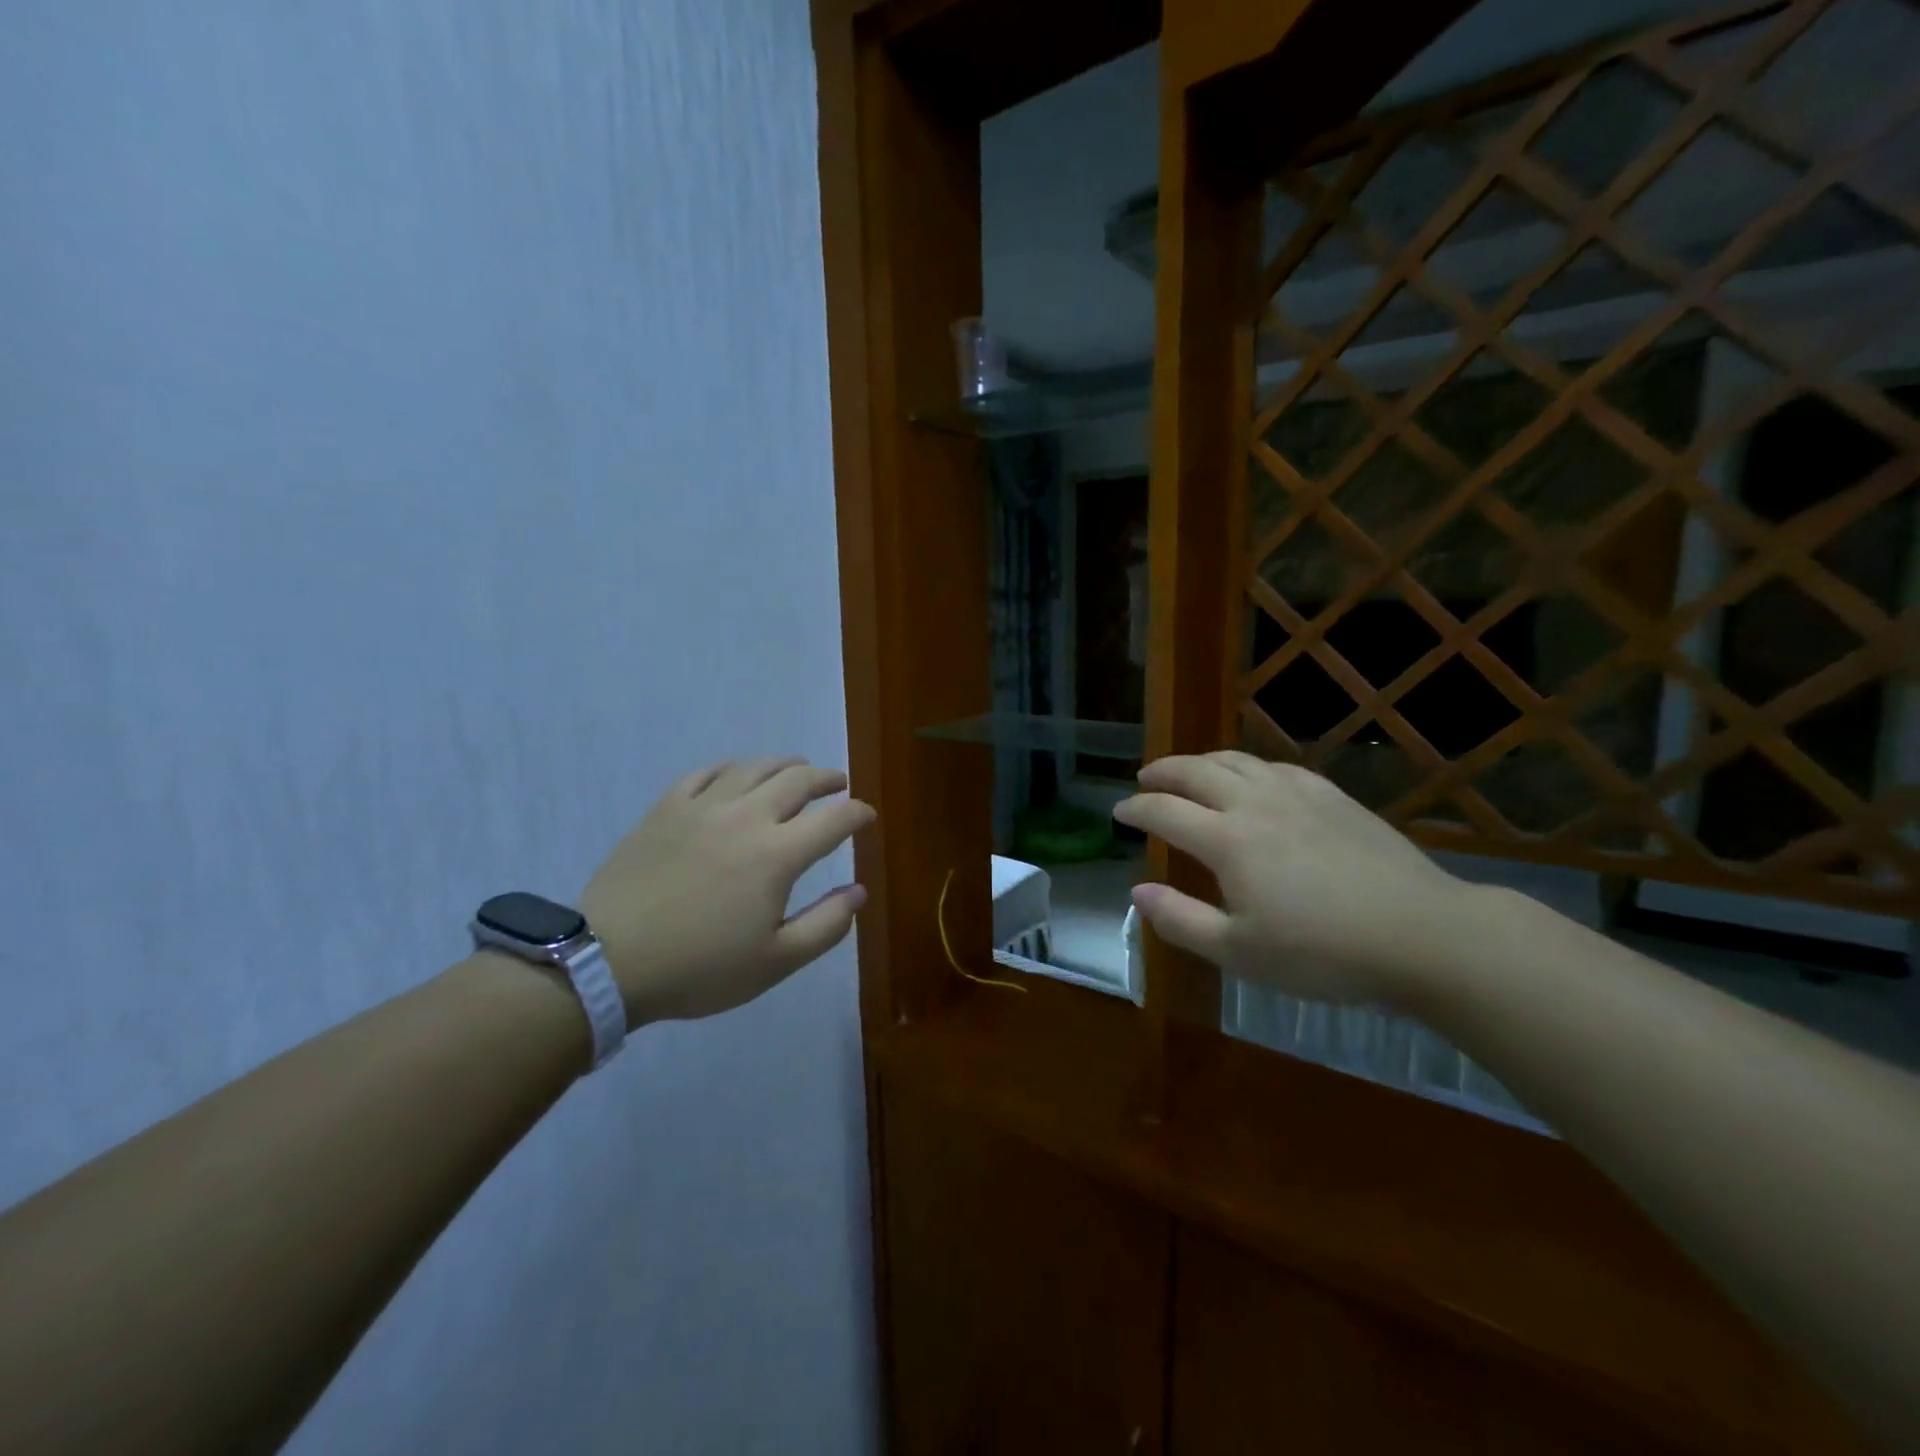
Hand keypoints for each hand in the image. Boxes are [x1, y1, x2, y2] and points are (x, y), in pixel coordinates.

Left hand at [580, 757, 874, 1024]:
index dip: (858, 813)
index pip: (834, 819)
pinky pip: (706, 772)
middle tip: (838, 785)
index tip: (867, 816)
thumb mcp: (775, 962)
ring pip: (754, 767)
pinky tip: (736, 776)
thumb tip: (859, 891)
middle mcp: (746, 817)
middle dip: (826, 778)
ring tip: (796, 771)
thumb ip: (826, 925)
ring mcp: (703, 807)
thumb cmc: (699, 968)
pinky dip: (732, 769)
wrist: (608, 961)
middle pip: (797, 780)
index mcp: (778, 854)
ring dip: (784, 765)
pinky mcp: (666, 808)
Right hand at [1114, 751, 1469, 1004]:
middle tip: (1144, 779)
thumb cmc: (1323, 953)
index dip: (1136, 809)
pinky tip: (1254, 779)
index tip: (1119, 812)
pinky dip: (1249, 766)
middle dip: (1163, 772)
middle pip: (1196, 772)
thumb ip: (1180, 920)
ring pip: (1236, 761)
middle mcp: (1255, 804)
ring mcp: (1297, 794)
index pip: (1165, 811)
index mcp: (1227, 840)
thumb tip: (1138, 891)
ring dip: (1202, 761)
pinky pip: (1277, 766)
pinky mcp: (1333, 796)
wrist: (1422, 934)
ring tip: (1189, 771)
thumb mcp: (1240, 953)